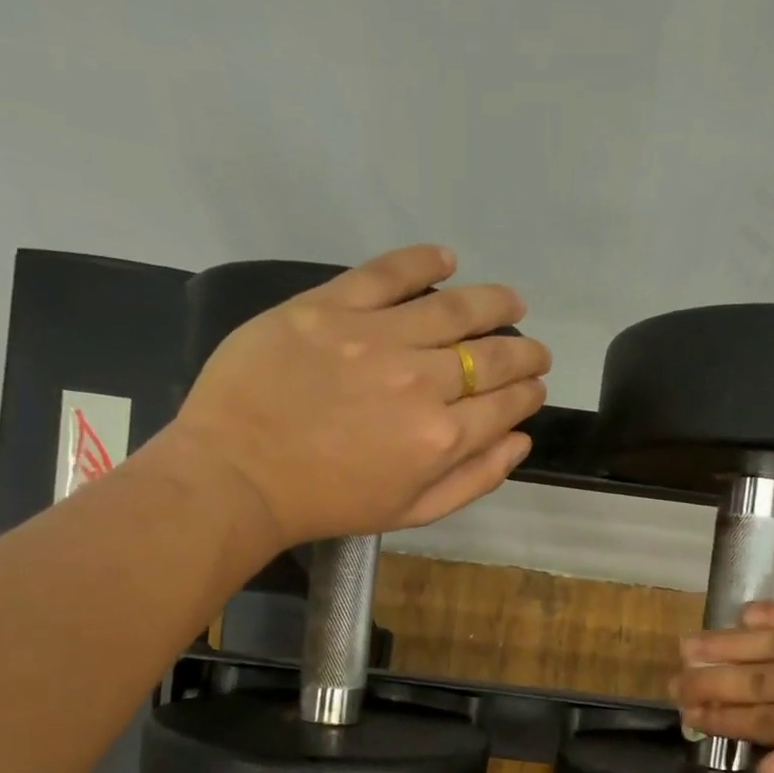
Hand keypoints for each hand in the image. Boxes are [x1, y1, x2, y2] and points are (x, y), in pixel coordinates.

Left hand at [164, 245, 550, 547]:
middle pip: (490, 355)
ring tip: (511, 301)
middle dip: (524, 352)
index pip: (505, 404)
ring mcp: (375, 337)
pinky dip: (424, 262)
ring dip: (493, 303)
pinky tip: (447, 260)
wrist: (238, 475)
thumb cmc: (329, 503)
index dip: (528, 393)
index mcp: (441, 437)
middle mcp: (420, 381)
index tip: (534, 387)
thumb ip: (474, 479)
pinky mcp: (330, 306)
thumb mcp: (411, 512)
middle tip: (535, 349)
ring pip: (453, 309)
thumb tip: (520, 440)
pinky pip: (387, 273)